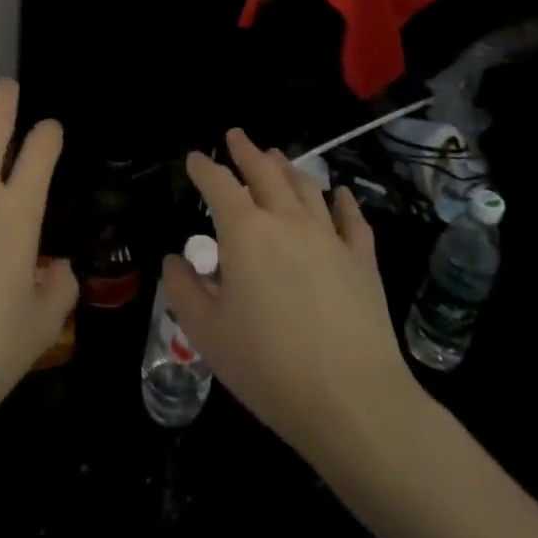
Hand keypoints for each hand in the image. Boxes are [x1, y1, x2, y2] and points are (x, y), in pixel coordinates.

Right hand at [162, 129, 429, 470]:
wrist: (353, 401)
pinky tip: (339, 193)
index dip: (203, 167)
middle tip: (236, 136)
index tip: (194, 158)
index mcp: (245, 232)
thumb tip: (175, 259)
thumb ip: (183, 289)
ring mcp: (329, 238)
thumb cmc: (268, 366)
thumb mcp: (206, 332)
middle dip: (247, 151)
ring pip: (306, 187)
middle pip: (265, 172)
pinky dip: (341, 200)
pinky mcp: (362, 261)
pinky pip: (351, 219)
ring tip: (277, 157)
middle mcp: (287, 221)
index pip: (218, 184)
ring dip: (287, 167)